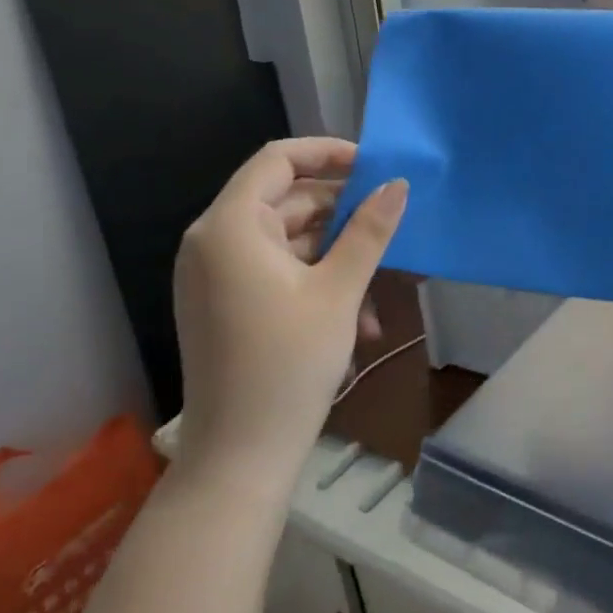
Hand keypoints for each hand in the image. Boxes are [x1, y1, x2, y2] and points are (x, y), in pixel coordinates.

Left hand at [172, 138, 407, 484]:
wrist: (238, 459)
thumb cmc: (289, 365)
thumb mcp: (339, 291)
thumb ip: (369, 230)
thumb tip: (397, 184)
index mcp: (230, 227)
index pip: (278, 160)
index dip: (328, 154)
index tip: (375, 167)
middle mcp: (214, 241)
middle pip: (287, 201)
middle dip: (343, 218)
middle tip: (391, 231)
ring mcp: (216, 274)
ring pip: (290, 240)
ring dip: (338, 259)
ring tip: (380, 296)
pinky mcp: (224, 302)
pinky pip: (276, 270)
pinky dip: (316, 282)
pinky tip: (357, 320)